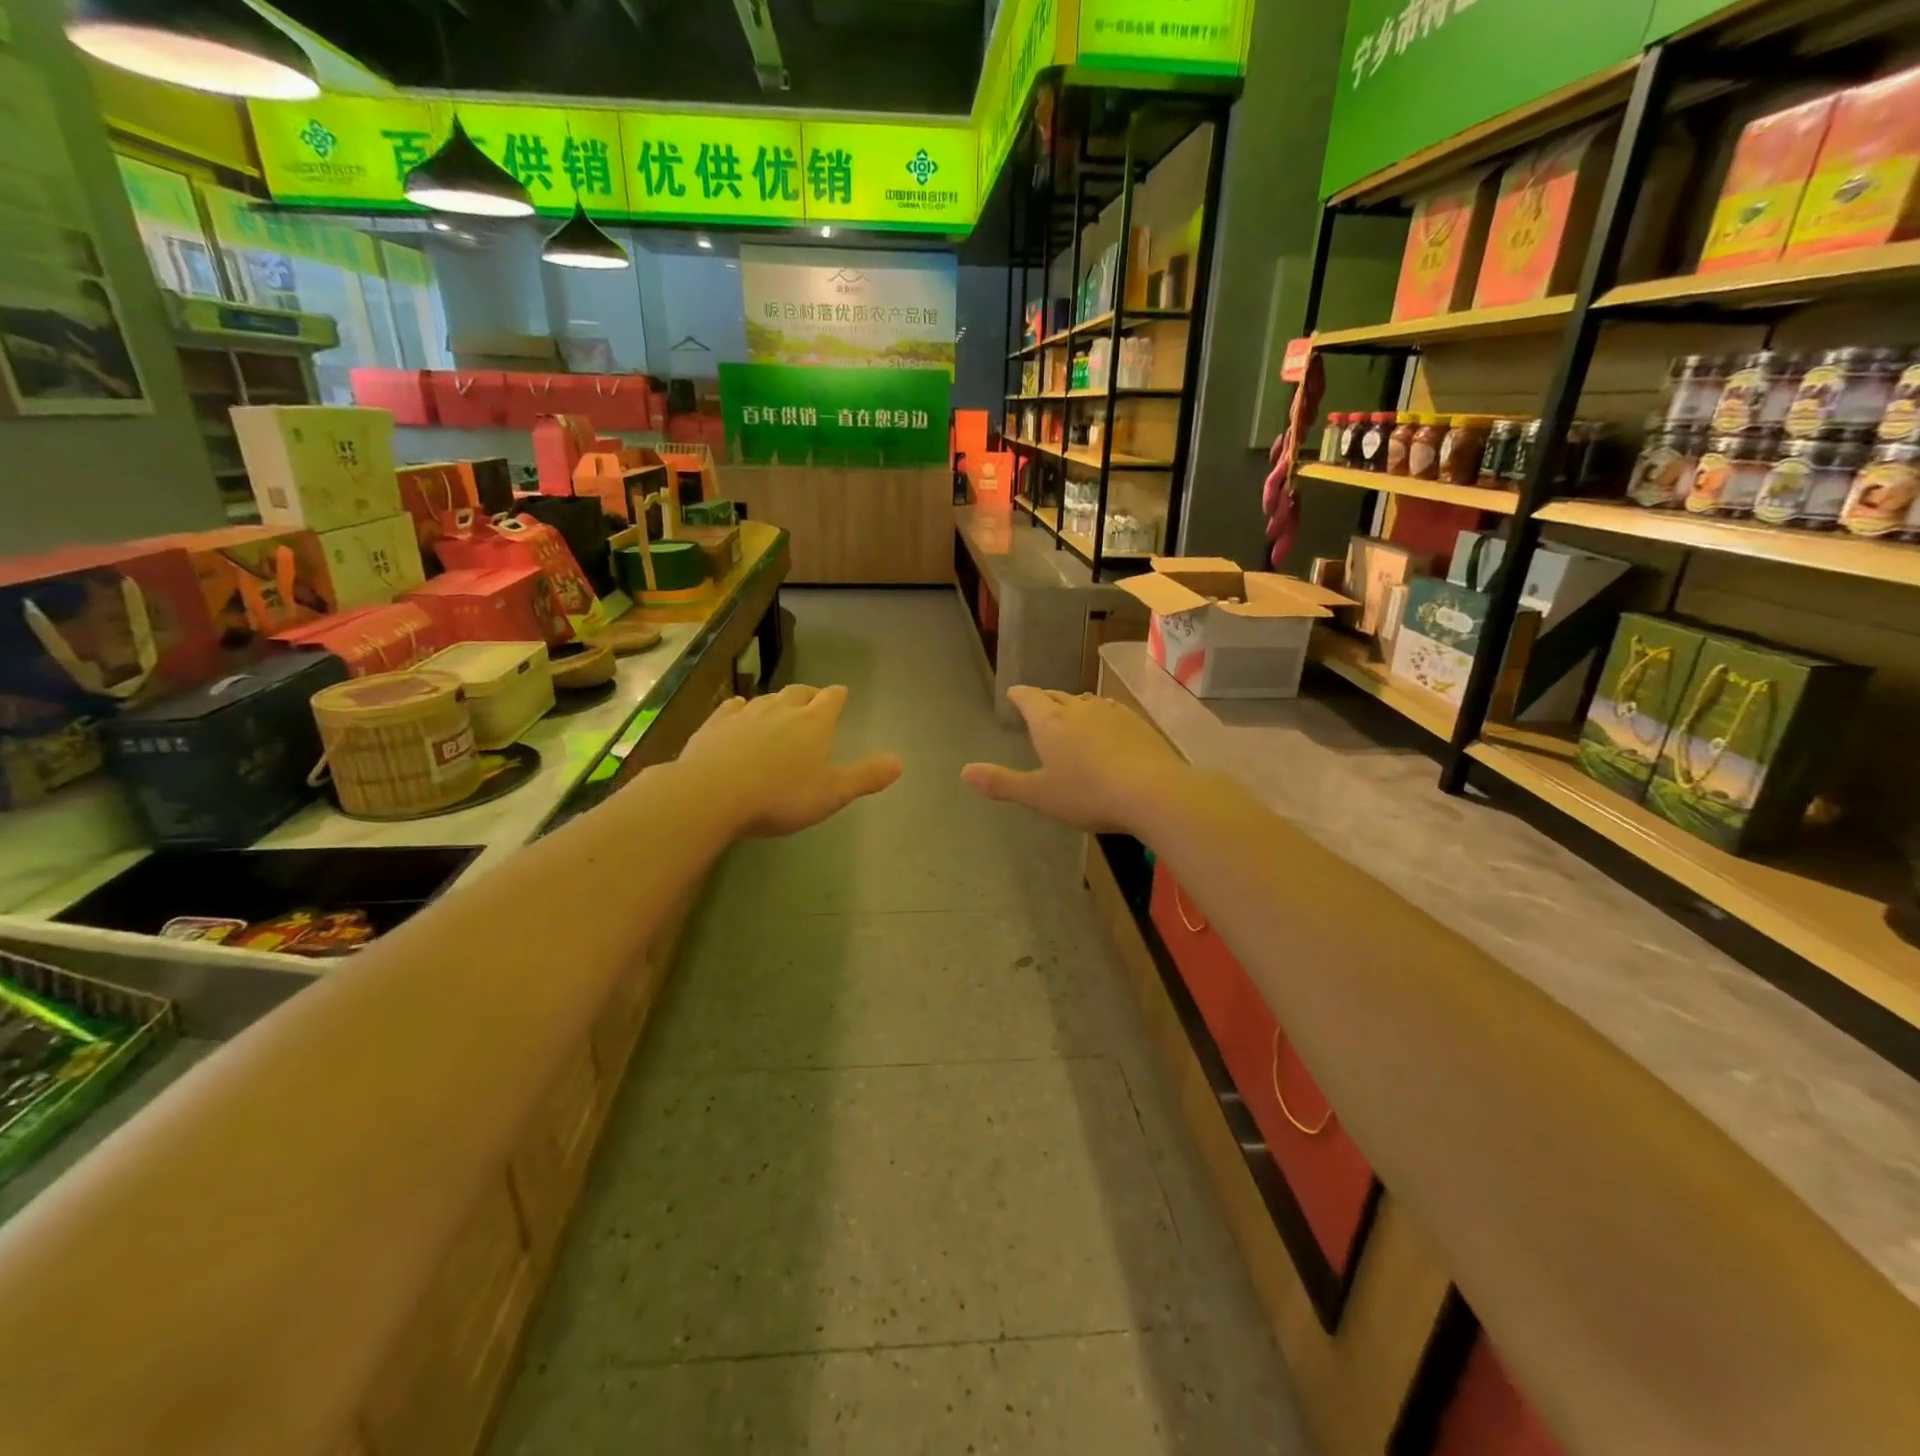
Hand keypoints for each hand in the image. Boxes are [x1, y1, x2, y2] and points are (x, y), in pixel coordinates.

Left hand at [676, 684, 901, 836]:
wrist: (712, 794)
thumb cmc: (780, 796)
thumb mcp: (832, 794)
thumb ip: (865, 777)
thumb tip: (900, 762)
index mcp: (814, 723)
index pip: (832, 699)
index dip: (838, 696)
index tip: (841, 694)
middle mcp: (781, 710)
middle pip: (799, 692)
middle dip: (809, 695)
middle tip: (814, 700)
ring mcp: (745, 714)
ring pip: (766, 698)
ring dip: (777, 701)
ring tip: (780, 708)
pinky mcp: (715, 724)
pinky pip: (732, 707)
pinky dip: (740, 707)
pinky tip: (738, 710)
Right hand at [962, 687, 1188, 833]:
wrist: (1151, 791)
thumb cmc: (1087, 794)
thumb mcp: (1039, 795)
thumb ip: (1002, 783)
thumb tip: (964, 772)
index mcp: (1050, 722)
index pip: (1029, 698)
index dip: (1019, 696)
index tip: (1014, 694)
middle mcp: (1079, 709)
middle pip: (1057, 696)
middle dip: (1045, 700)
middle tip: (1038, 705)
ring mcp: (1111, 713)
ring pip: (1086, 701)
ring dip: (1075, 705)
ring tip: (1071, 714)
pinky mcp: (1137, 723)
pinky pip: (1112, 711)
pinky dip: (1102, 716)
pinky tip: (1107, 728)